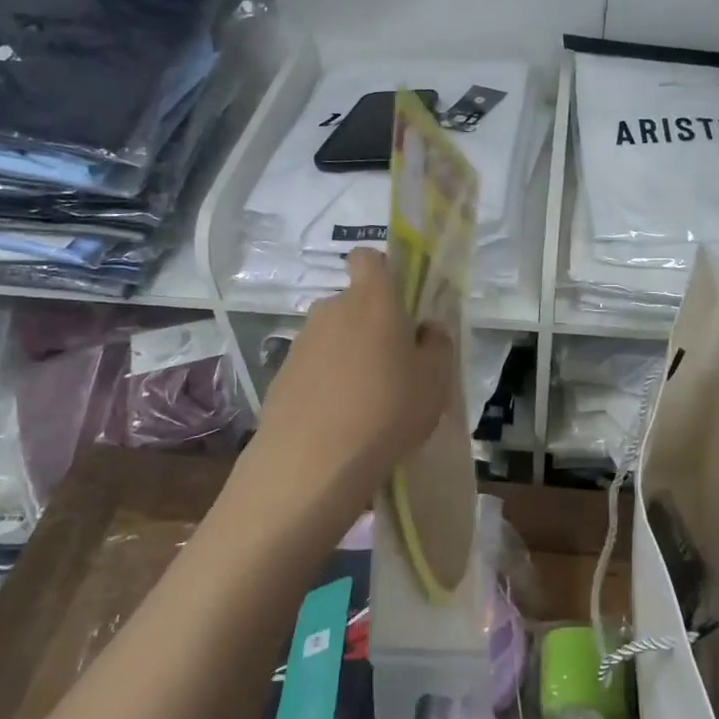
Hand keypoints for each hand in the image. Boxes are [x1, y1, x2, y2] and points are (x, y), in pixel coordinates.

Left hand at [256, 248, 457, 489]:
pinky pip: (313, 368)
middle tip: (393, 365)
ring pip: (332, 337)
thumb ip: (437, 345)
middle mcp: (332, 310)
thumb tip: (427, 329)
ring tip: (366, 401)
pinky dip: (326, 383)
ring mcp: (301, 343)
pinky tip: (339, 420)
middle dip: (371, 324)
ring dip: (348, 356)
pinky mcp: (281, 376)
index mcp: (373, 300)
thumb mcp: (436, 380)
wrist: (313, 460)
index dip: (383, 272)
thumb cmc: (388, 409)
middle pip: (353, 303)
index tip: (399, 302)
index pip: (369, 258)